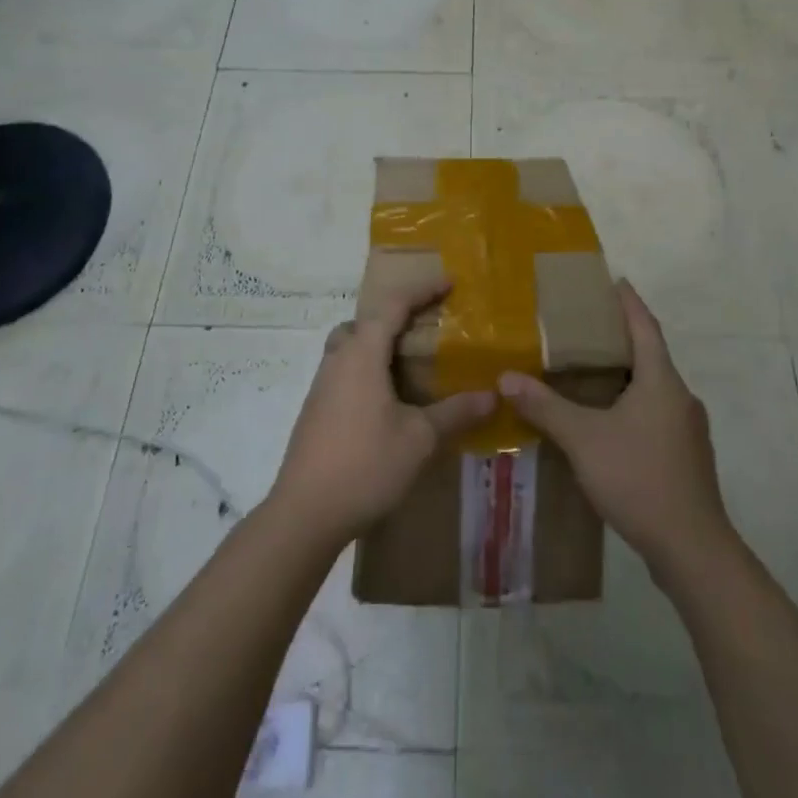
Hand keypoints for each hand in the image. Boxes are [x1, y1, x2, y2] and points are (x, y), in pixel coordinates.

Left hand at [269, 274, 494, 548]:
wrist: (304, 514)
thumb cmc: (366, 465)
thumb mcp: (420, 439)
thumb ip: (456, 413)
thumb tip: (493, 395)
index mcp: (363, 353)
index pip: (393, 305)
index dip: (422, 290)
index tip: (449, 283)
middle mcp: (338, 360)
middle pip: (365, 321)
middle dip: (395, 315)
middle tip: (426, 325)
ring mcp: (322, 386)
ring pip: (350, 346)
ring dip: (378, 343)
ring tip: (410, 362)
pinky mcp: (316, 411)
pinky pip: (345, 371)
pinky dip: (367, 368)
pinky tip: (387, 400)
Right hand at [497, 280, 734, 582]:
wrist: (692, 550)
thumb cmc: (639, 478)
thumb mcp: (584, 439)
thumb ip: (545, 407)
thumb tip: (506, 378)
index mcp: (661, 381)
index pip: (645, 326)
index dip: (629, 302)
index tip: (615, 280)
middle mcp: (680, 397)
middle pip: (651, 355)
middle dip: (622, 338)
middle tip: (587, 327)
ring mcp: (688, 430)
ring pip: (654, 388)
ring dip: (628, 375)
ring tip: (592, 373)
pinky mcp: (687, 457)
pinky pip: (657, 415)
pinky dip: (634, 405)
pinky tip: (611, 423)